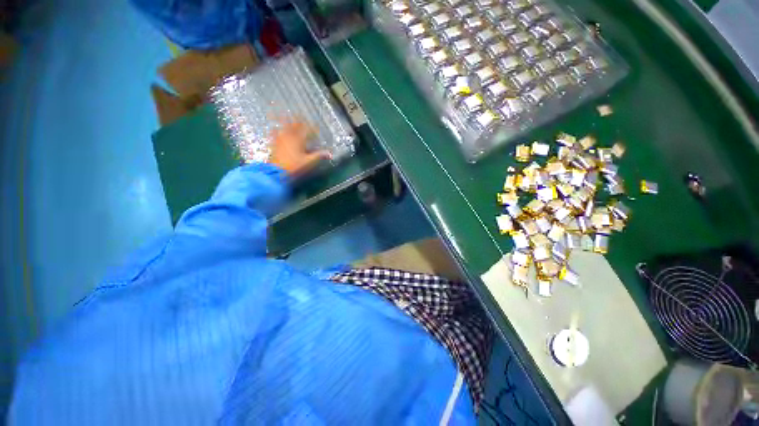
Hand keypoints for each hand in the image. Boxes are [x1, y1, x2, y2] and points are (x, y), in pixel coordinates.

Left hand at [269, 121, 330, 176]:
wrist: (277, 171)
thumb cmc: (295, 166)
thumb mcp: (309, 162)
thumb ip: (319, 155)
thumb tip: (330, 153)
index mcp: (299, 139)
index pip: (307, 129)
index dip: (313, 128)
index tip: (317, 128)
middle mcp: (289, 135)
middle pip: (295, 124)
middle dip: (300, 121)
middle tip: (304, 120)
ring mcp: (280, 138)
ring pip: (284, 126)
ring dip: (288, 121)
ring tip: (289, 117)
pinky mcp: (274, 142)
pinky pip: (274, 132)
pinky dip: (276, 128)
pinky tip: (275, 127)